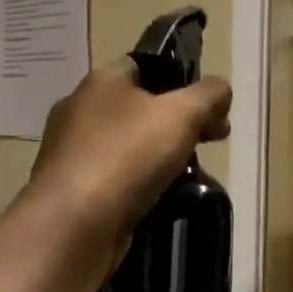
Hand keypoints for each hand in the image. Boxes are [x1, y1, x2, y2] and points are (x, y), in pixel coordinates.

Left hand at [31, 61, 232, 251]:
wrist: (72, 226)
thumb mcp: (183, 113)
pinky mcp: (72, 189)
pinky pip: (117, 176)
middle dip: (180, 121)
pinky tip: (162, 197)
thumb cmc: (127, 156)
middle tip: (212, 140)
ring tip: (192, 173)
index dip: (183, 79)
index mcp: (102, 81)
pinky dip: (140, 183)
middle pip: (142, 106)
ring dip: (162, 154)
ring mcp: (72, 151)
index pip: (146, 65)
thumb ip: (209, 94)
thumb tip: (220, 91)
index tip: (210, 106)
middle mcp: (81, 110)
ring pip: (130, 143)